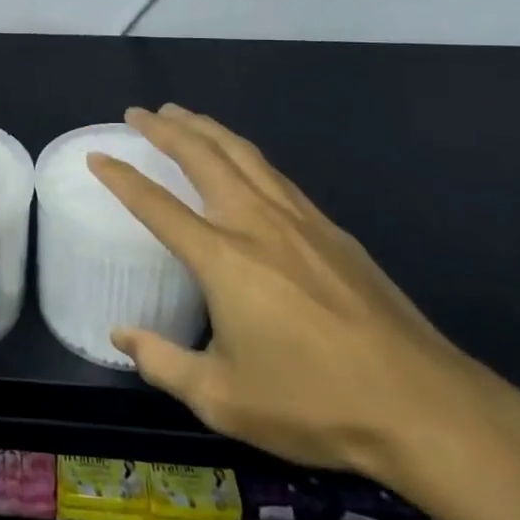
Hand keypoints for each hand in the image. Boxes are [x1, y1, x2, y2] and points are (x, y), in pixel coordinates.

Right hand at [89, 104, 508, 484]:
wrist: (423, 406)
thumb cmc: (314, 403)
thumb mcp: (223, 398)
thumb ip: (164, 362)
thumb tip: (121, 335)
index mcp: (222, 258)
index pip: (157, 204)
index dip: (121, 177)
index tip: (97, 156)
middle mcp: (256, 224)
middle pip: (203, 157)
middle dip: (166, 129)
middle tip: (139, 113)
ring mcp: (299, 221)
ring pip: (243, 154)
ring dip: (207, 128)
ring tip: (183, 114)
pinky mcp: (333, 231)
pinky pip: (275, 174)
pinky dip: (245, 153)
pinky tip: (243, 159)